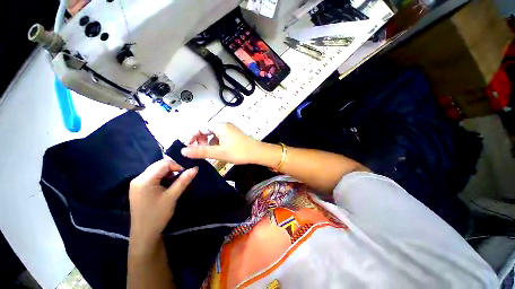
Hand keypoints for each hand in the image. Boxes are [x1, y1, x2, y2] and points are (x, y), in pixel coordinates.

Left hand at [129, 158, 197, 246]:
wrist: (144, 234)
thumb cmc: (158, 215)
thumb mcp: (172, 197)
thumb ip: (184, 180)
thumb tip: (195, 168)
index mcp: (145, 180)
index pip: (164, 164)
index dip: (177, 166)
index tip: (186, 174)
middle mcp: (138, 178)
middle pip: (159, 165)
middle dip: (173, 169)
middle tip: (182, 178)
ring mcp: (137, 183)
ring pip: (156, 170)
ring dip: (168, 174)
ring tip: (175, 183)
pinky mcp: (138, 188)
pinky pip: (153, 177)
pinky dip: (162, 178)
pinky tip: (167, 186)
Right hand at [181, 123, 260, 163]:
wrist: (257, 153)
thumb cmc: (239, 152)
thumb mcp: (219, 152)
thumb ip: (201, 151)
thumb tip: (183, 151)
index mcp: (220, 126)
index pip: (200, 127)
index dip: (192, 136)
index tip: (187, 146)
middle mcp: (224, 126)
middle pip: (207, 130)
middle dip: (200, 140)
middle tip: (198, 151)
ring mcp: (230, 130)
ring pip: (214, 135)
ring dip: (208, 143)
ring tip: (208, 153)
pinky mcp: (233, 135)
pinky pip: (220, 137)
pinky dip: (216, 144)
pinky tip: (217, 151)